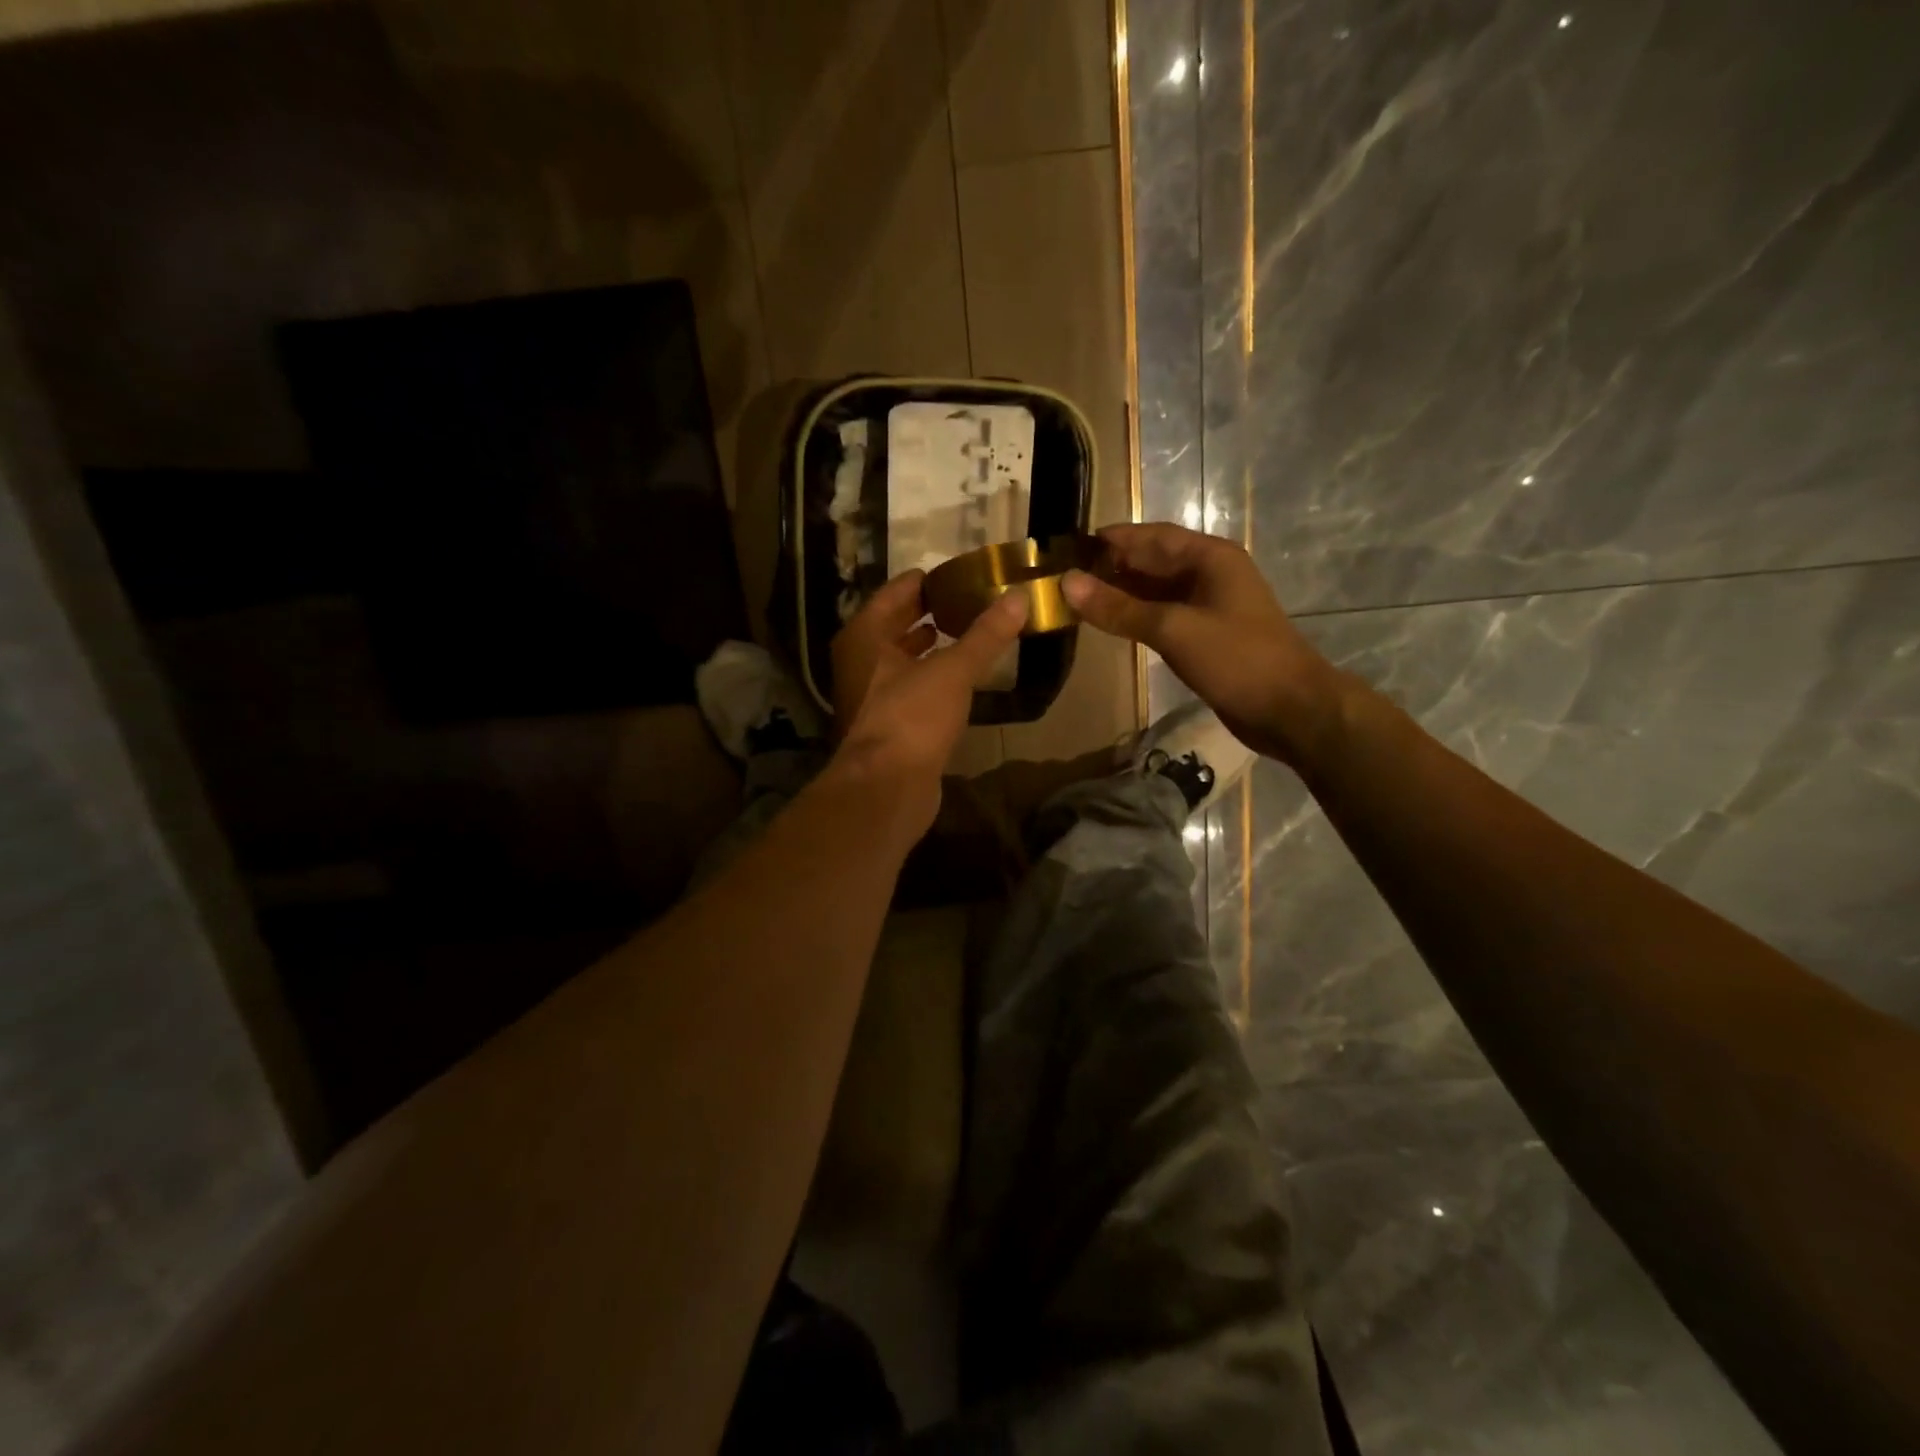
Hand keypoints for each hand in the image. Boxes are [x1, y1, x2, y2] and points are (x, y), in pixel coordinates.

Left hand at [829, 570, 1027, 827]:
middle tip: (974, 598)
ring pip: (904, 657)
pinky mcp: (888, 723)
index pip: (897, 591)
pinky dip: (934, 675)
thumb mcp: (952, 670)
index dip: (929, 580)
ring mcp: (872, 694)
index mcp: (865, 635)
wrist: (887, 788)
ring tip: (972, 631)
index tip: (964, 572)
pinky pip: (912, 685)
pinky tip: (962, 675)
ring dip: (933, 644)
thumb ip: (985, 635)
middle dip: (933, 611)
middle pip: (898, 623)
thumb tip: (1019, 597)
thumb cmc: (912, 717)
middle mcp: (861, 660)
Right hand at [1062, 523, 1343, 764]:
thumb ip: (1119, 608)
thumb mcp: (1173, 629)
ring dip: (1121, 593)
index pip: (1151, 536)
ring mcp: (1209, 606)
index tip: (1068, 547)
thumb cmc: (1237, 659)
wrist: (1290, 709)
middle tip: (1063, 577)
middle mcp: (1209, 574)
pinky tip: (1110, 624)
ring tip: (1077, 600)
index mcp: (1209, 558)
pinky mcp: (1206, 635)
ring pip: (1156, 591)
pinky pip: (1163, 616)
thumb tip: (1068, 583)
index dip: (1110, 539)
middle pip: (1152, 561)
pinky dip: (1136, 617)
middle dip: (1111, 566)